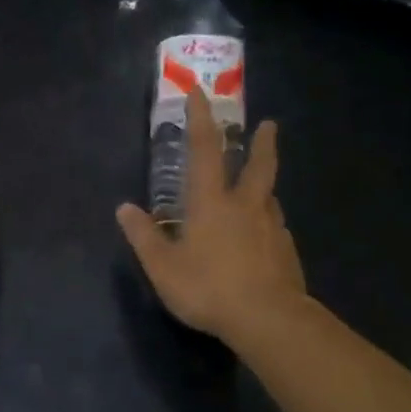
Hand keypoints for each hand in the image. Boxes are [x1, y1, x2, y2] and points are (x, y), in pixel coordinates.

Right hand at [118, 89, 306, 349]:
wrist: (267, 319)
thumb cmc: (207, 288)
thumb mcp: (163, 267)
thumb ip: (144, 236)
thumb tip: (124, 208)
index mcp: (212, 203)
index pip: (205, 150)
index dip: (201, 119)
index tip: (201, 92)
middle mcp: (246, 206)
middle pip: (259, 164)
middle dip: (262, 142)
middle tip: (269, 125)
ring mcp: (271, 228)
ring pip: (270, 197)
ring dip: (265, 185)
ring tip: (260, 188)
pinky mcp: (287, 251)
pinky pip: (275, 228)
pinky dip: (267, 223)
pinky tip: (262, 237)